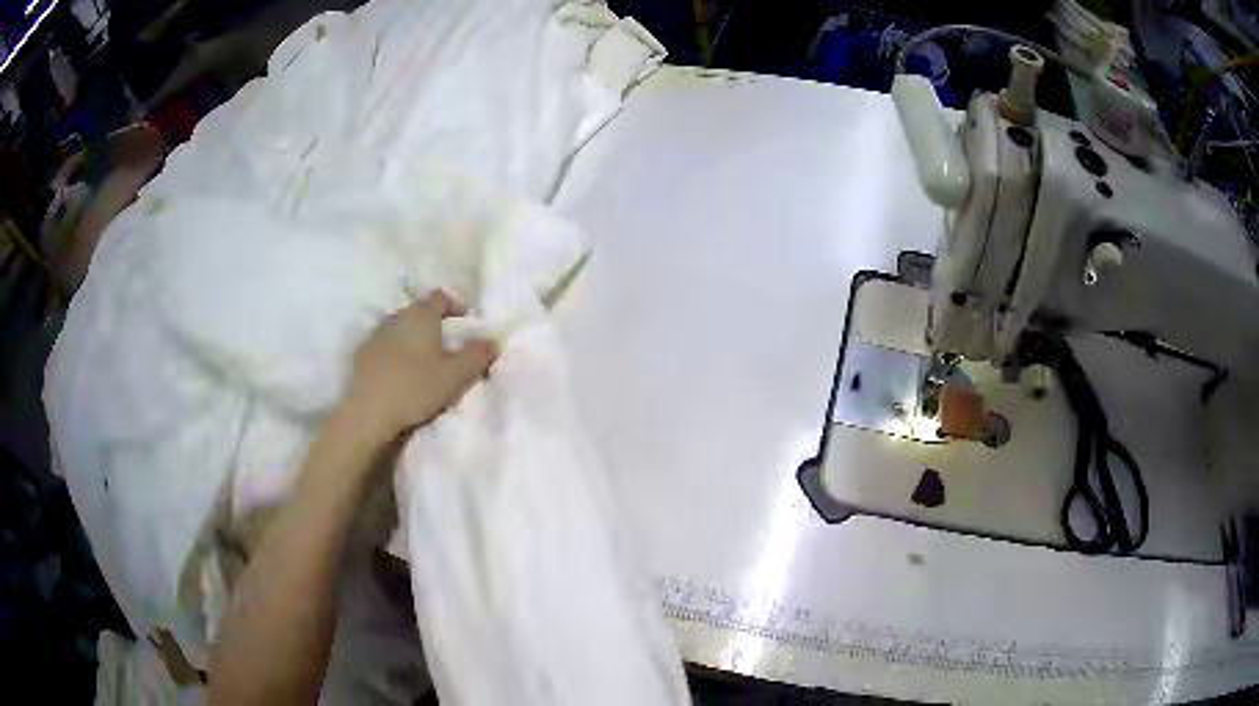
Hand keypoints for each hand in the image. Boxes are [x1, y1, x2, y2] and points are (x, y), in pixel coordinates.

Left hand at [343, 290, 496, 440]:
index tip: (465, 320)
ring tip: (423, 360)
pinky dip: (396, 353)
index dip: (454, 305)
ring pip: (400, 328)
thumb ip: (477, 356)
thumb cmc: (416, 387)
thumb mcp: (456, 375)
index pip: (439, 297)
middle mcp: (397, 317)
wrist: (369, 411)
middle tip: (447, 344)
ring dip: (413, 339)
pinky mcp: (362, 355)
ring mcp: (375, 335)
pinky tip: (401, 373)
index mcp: (421, 315)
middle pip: (418, 311)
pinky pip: (385, 346)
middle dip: (433, 323)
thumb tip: (492, 342)